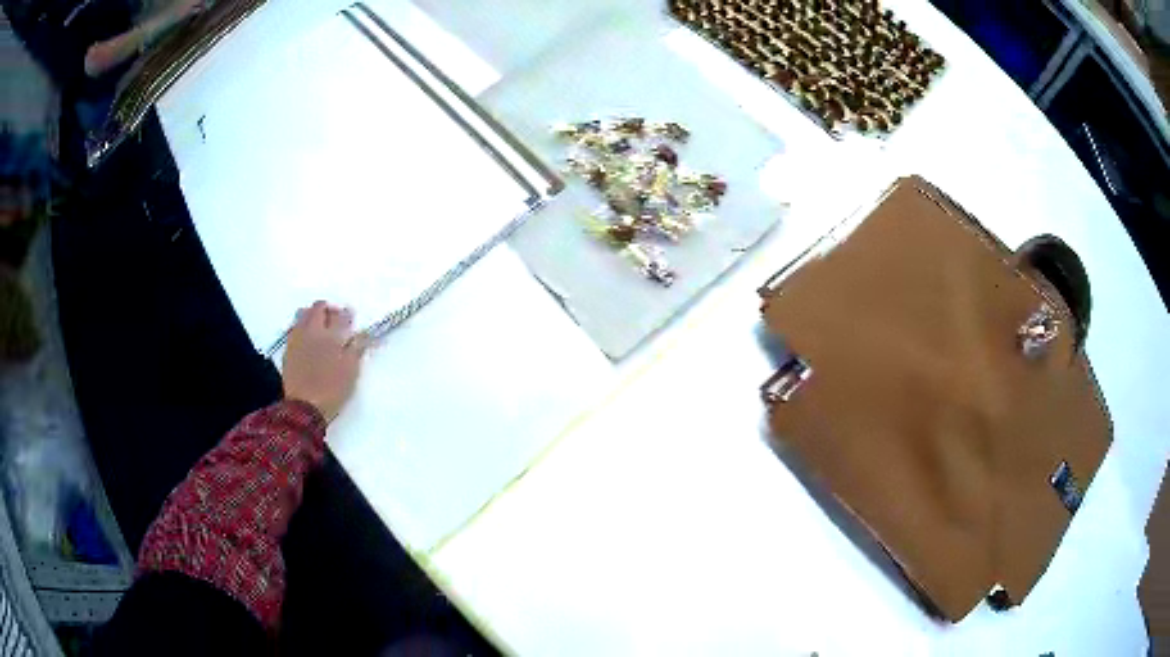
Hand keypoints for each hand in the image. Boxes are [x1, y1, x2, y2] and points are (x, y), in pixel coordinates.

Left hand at [282, 301, 369, 422]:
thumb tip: (363, 334)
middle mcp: (312, 331)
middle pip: (318, 308)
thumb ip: (357, 349)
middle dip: (328, 309)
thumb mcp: (351, 372)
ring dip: (312, 315)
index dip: (347, 314)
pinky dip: (301, 327)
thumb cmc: (332, 390)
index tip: (351, 317)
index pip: (341, 315)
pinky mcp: (288, 349)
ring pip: (303, 314)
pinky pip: (294, 328)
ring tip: (319, 326)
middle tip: (335, 319)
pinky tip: (307, 338)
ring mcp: (297, 338)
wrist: (304, 408)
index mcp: (330, 335)